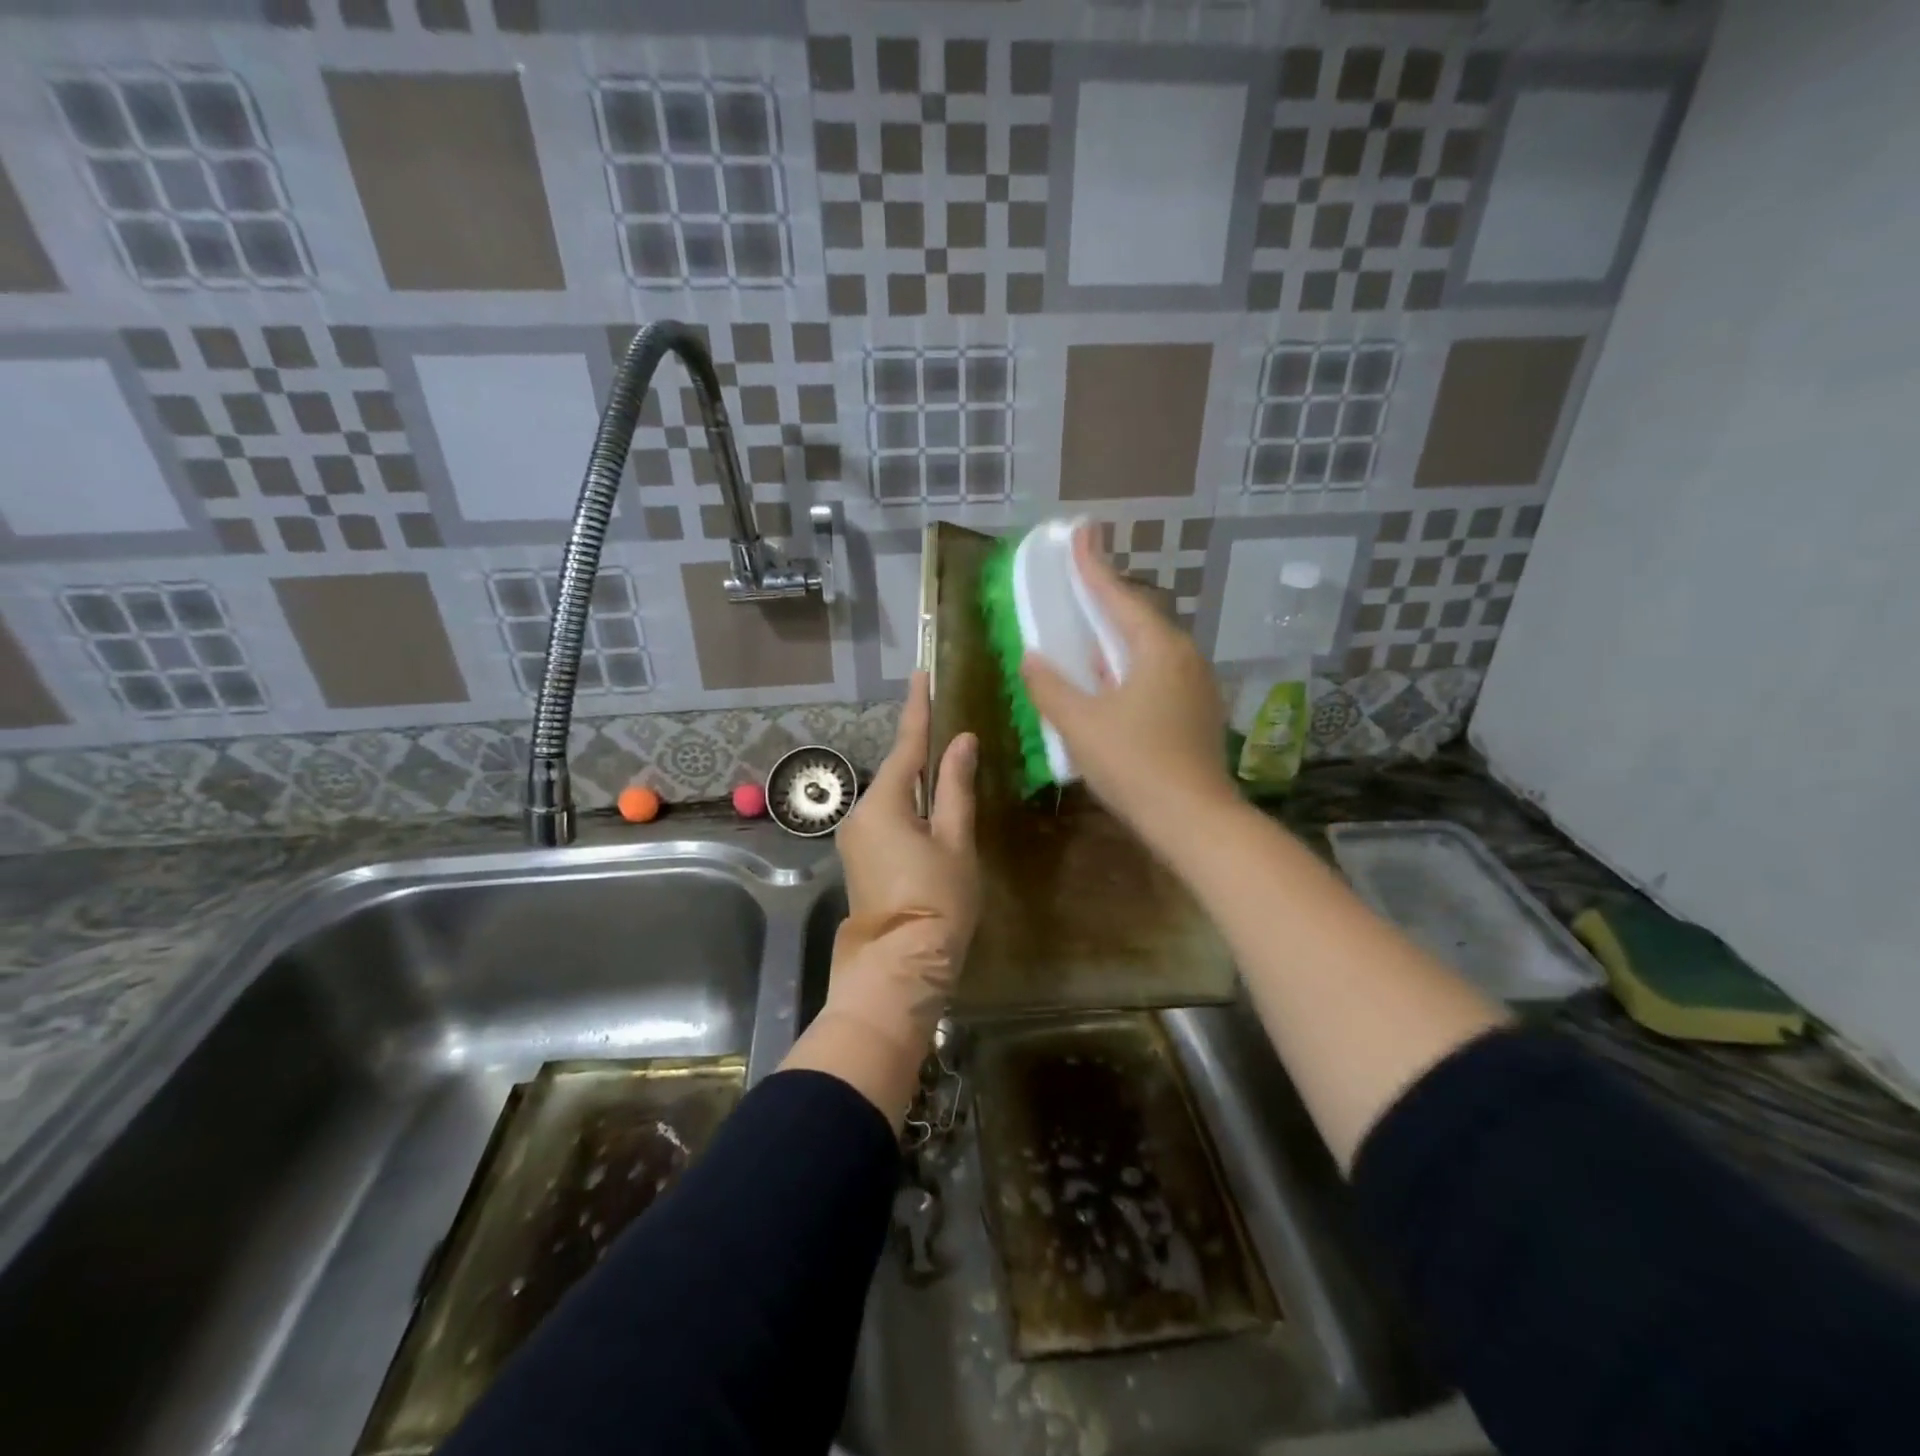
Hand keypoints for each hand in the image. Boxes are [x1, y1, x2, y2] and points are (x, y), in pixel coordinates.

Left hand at [830, 672, 977, 1033]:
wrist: (900, 966)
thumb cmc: (937, 901)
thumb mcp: (955, 841)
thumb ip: (956, 788)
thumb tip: (961, 742)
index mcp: (885, 803)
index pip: (907, 744)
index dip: (918, 708)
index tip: (921, 675)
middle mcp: (862, 813)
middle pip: (899, 772)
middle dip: (922, 751)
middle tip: (950, 726)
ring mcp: (857, 838)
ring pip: (894, 797)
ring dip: (919, 782)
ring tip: (950, 767)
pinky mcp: (861, 859)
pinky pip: (888, 818)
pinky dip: (911, 807)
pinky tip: (933, 809)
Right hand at [1021, 526, 1235, 836]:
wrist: (1194, 819)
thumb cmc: (1134, 764)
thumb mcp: (1080, 724)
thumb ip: (1050, 686)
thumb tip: (1032, 658)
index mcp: (1157, 648)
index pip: (1117, 596)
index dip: (1092, 565)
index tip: (1080, 531)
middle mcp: (1183, 656)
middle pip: (1137, 618)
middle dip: (1105, 601)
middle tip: (1078, 586)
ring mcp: (1196, 685)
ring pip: (1148, 649)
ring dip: (1116, 639)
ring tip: (1087, 635)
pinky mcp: (1197, 712)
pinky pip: (1156, 674)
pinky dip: (1128, 668)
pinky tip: (1110, 684)